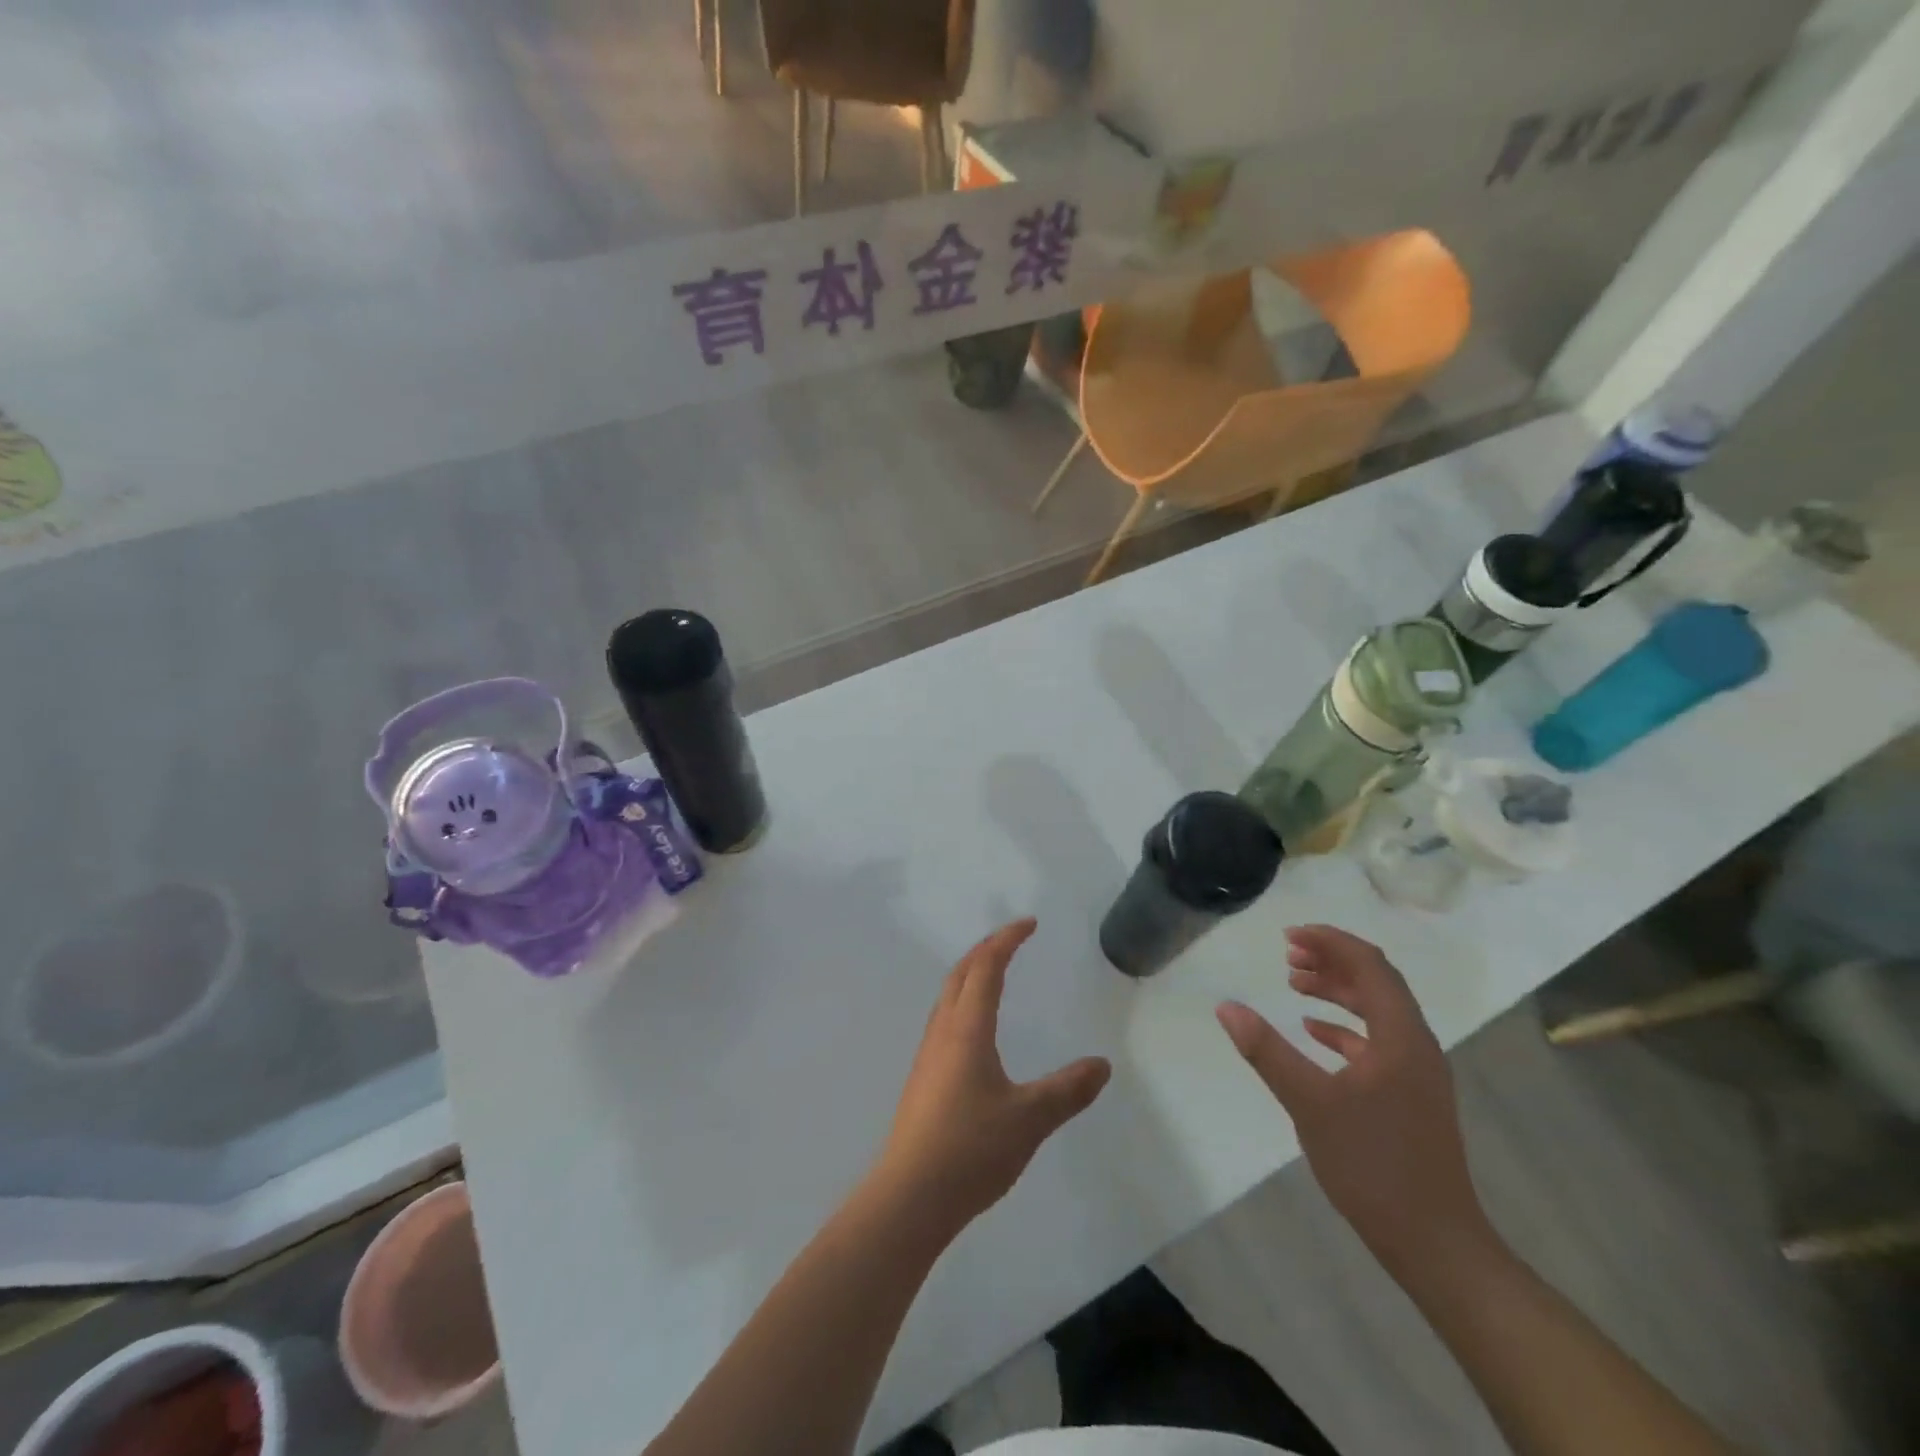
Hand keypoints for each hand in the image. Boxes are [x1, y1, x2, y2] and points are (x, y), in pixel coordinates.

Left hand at [875, 919, 1111, 1239]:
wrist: (910, 1196)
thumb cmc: (971, 1148)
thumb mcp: (1030, 1118)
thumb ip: (1067, 1090)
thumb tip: (1101, 1065)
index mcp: (967, 1029)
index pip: (986, 967)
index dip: (1007, 940)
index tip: (1029, 924)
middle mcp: (943, 1032)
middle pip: (960, 974)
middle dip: (986, 949)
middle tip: (1012, 940)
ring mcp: (928, 1056)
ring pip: (947, 997)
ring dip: (970, 975)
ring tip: (994, 976)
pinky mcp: (922, 1080)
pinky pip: (944, 1021)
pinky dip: (962, 1003)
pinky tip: (974, 1033)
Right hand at [1216, 925, 1490, 1271]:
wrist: (1436, 1243)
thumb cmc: (1373, 1165)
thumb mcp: (1309, 1103)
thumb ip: (1267, 1051)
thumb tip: (1226, 1007)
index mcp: (1401, 1036)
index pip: (1370, 965)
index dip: (1330, 942)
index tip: (1289, 935)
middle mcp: (1416, 1044)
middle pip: (1376, 982)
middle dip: (1332, 960)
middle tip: (1287, 954)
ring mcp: (1417, 1072)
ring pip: (1377, 1010)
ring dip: (1337, 990)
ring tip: (1295, 983)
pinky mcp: (1410, 1095)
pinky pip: (1377, 1040)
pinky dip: (1344, 1026)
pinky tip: (1313, 1031)